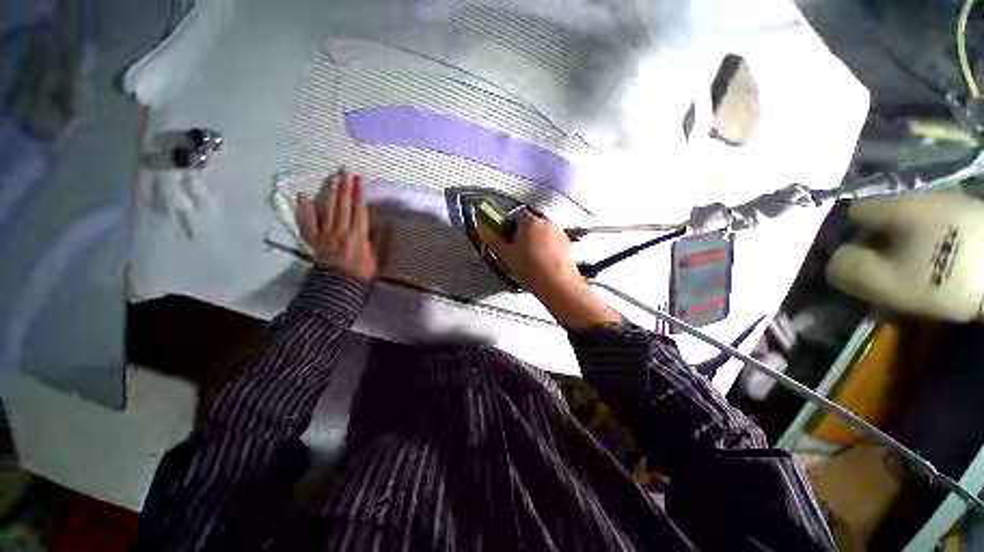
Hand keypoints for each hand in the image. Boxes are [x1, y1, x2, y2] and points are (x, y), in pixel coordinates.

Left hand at [297, 171, 378, 280]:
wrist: (340, 286)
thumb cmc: (362, 273)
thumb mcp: (376, 256)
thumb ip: (375, 237)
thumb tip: (377, 220)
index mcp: (358, 235)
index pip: (359, 210)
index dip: (360, 194)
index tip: (360, 181)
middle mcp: (340, 231)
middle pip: (344, 206)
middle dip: (346, 188)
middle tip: (347, 173)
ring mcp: (325, 234)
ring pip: (329, 209)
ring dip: (332, 193)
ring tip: (335, 179)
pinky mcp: (315, 240)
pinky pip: (308, 223)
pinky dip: (305, 210)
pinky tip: (303, 197)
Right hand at [477, 209, 620, 327]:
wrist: (557, 284)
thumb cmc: (531, 269)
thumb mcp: (506, 254)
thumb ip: (492, 238)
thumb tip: (481, 227)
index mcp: (530, 221)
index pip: (516, 214)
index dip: (509, 225)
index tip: (506, 236)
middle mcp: (546, 221)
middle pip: (530, 219)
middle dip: (523, 229)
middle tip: (517, 246)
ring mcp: (558, 231)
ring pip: (542, 228)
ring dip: (535, 235)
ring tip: (530, 254)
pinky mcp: (566, 241)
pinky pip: (552, 236)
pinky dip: (546, 243)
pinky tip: (542, 258)